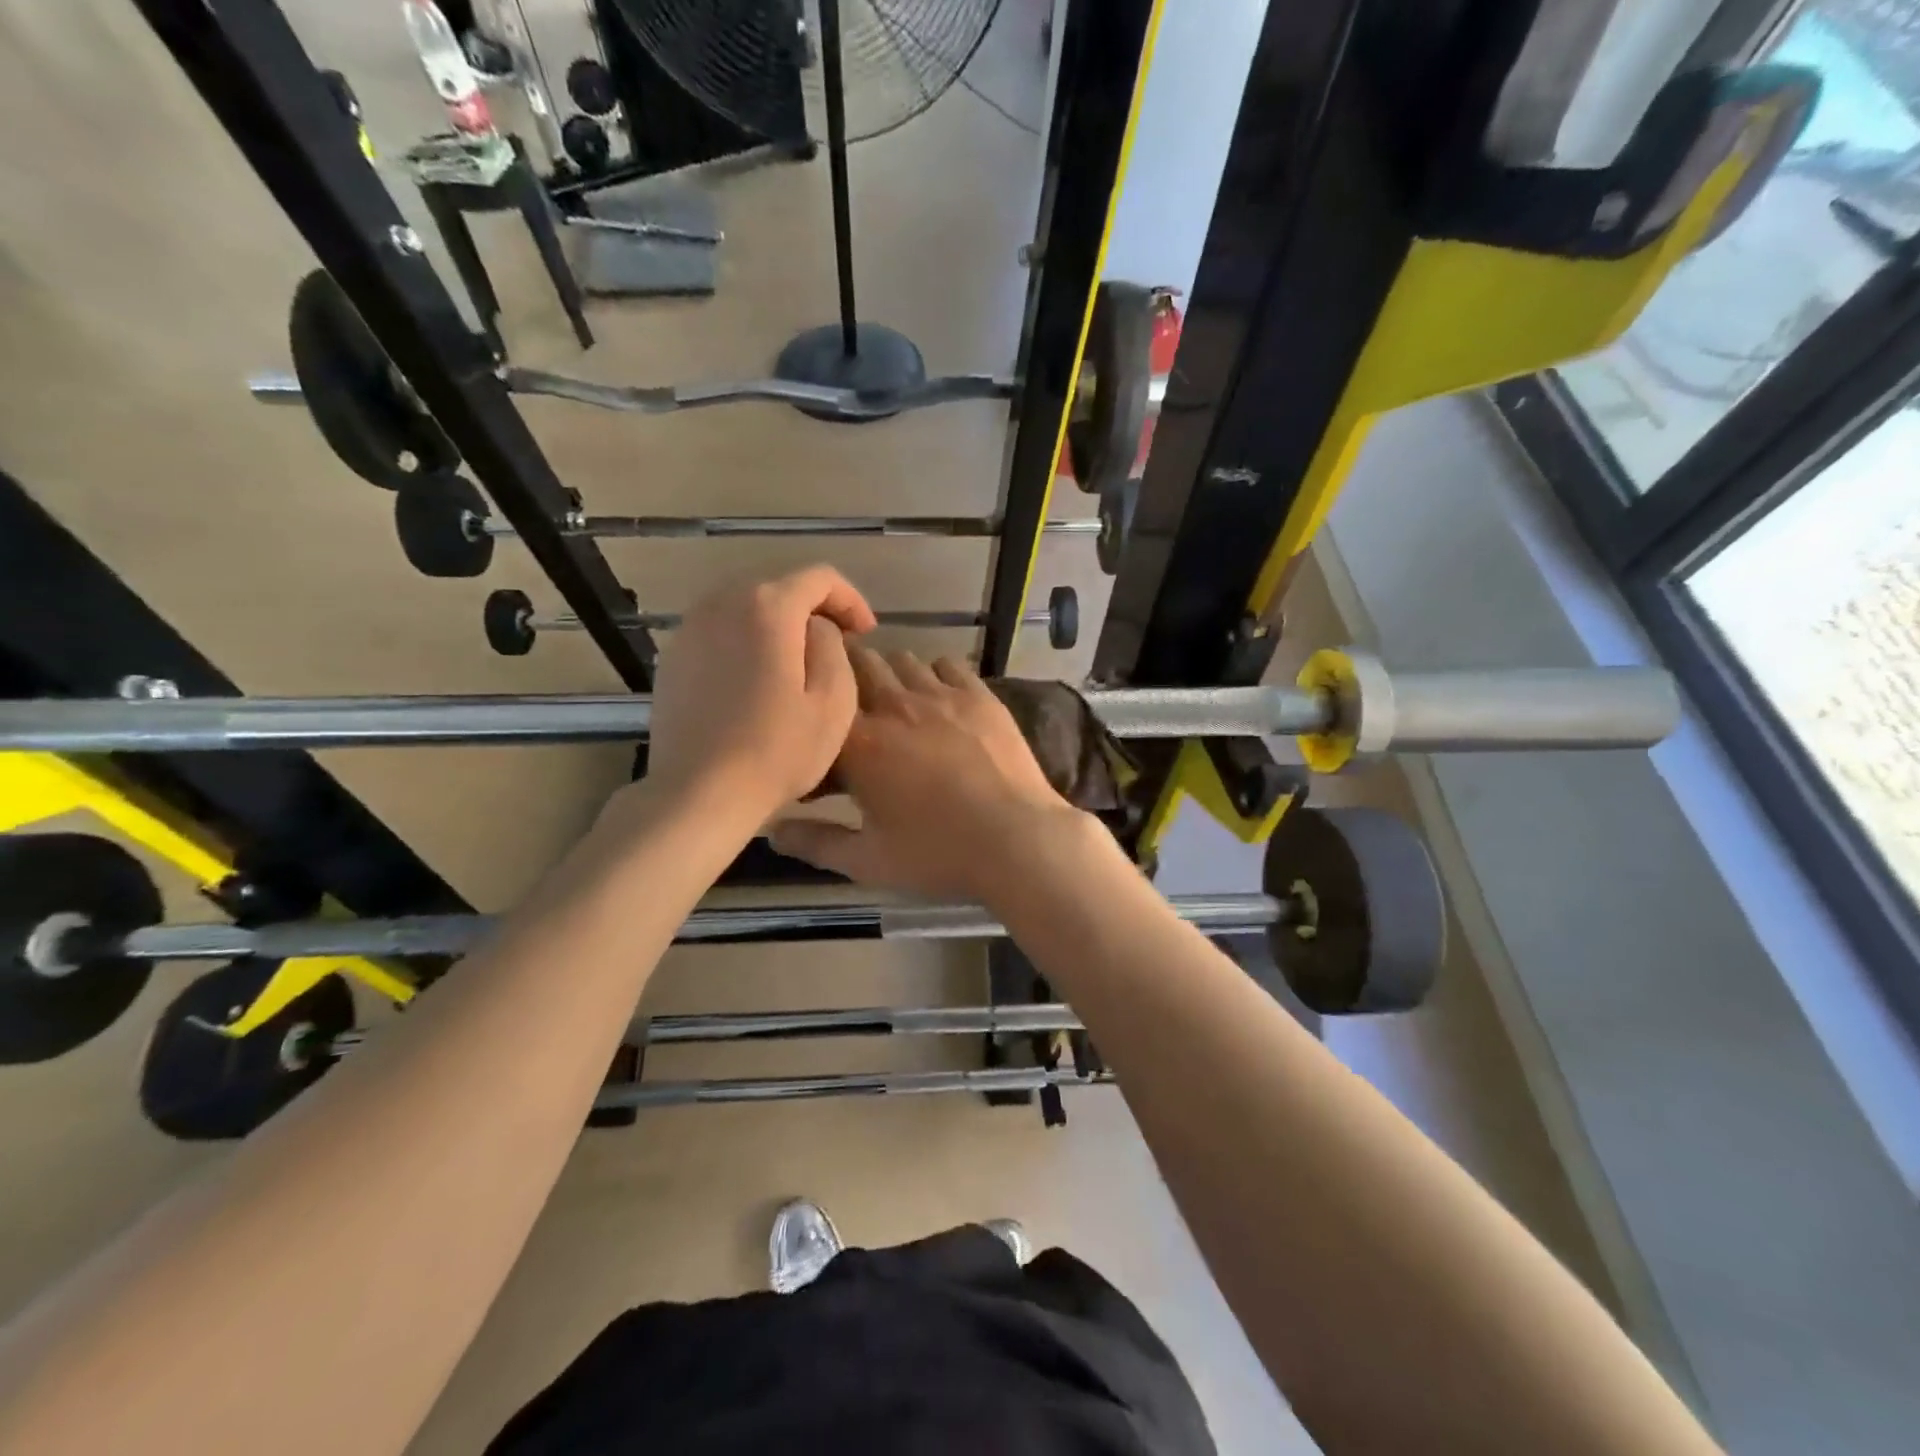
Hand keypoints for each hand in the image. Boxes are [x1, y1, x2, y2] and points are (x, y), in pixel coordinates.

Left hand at [641, 567, 875, 823]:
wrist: (699, 793)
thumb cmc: (778, 750)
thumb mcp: (834, 700)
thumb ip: (833, 646)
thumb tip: (816, 628)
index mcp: (768, 607)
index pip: (819, 577)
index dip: (851, 599)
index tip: (867, 634)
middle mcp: (722, 602)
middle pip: (779, 586)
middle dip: (815, 609)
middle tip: (838, 645)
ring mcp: (690, 628)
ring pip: (746, 607)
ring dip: (779, 624)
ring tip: (798, 660)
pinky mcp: (673, 657)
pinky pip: (720, 631)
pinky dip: (747, 641)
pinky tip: (757, 679)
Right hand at [770, 646, 1088, 902]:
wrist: (1018, 841)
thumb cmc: (938, 854)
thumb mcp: (868, 861)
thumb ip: (816, 843)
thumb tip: (772, 832)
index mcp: (859, 744)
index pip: (819, 707)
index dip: (813, 720)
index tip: (817, 742)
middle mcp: (894, 706)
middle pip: (856, 664)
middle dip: (846, 679)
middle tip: (850, 705)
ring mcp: (940, 695)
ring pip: (901, 660)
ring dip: (889, 674)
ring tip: (894, 701)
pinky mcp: (978, 695)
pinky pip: (947, 664)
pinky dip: (934, 673)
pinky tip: (938, 697)